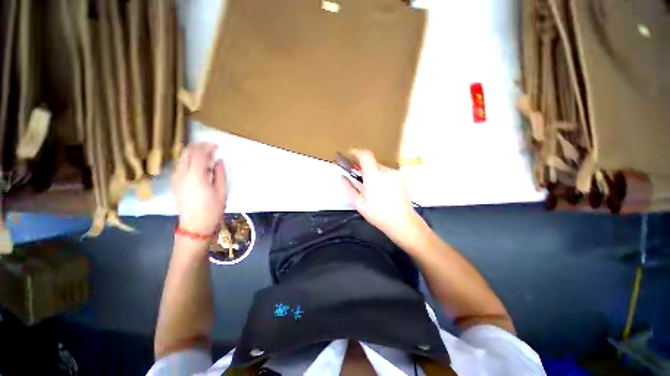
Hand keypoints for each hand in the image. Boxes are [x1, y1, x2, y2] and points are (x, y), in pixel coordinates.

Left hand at [172, 143, 226, 235]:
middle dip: (199, 147)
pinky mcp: (175, 183)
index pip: (199, 154)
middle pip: (187, 153)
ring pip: (182, 158)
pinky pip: (180, 165)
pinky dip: (189, 160)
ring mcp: (176, 178)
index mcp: (196, 176)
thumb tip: (218, 161)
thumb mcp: (221, 191)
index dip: (208, 147)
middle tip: (211, 147)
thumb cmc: (212, 209)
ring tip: (206, 154)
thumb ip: (220, 173)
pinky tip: (198, 164)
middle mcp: (182, 174)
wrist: (195, 225)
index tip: (217, 146)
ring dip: (193, 152)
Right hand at [341, 150, 422, 240]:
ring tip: (373, 188)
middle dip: (364, 168)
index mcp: (374, 176)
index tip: (350, 155)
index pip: (365, 155)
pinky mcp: (402, 178)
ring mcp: (396, 174)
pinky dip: (382, 177)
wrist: (402, 222)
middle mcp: (386, 171)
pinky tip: (383, 190)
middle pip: (372, 162)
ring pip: (380, 168)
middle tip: (360, 179)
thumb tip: (341, 177)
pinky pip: (388, 172)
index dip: (356, 152)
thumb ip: (348, 188)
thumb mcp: (358, 203)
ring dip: (373, 173)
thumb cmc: (378, 214)